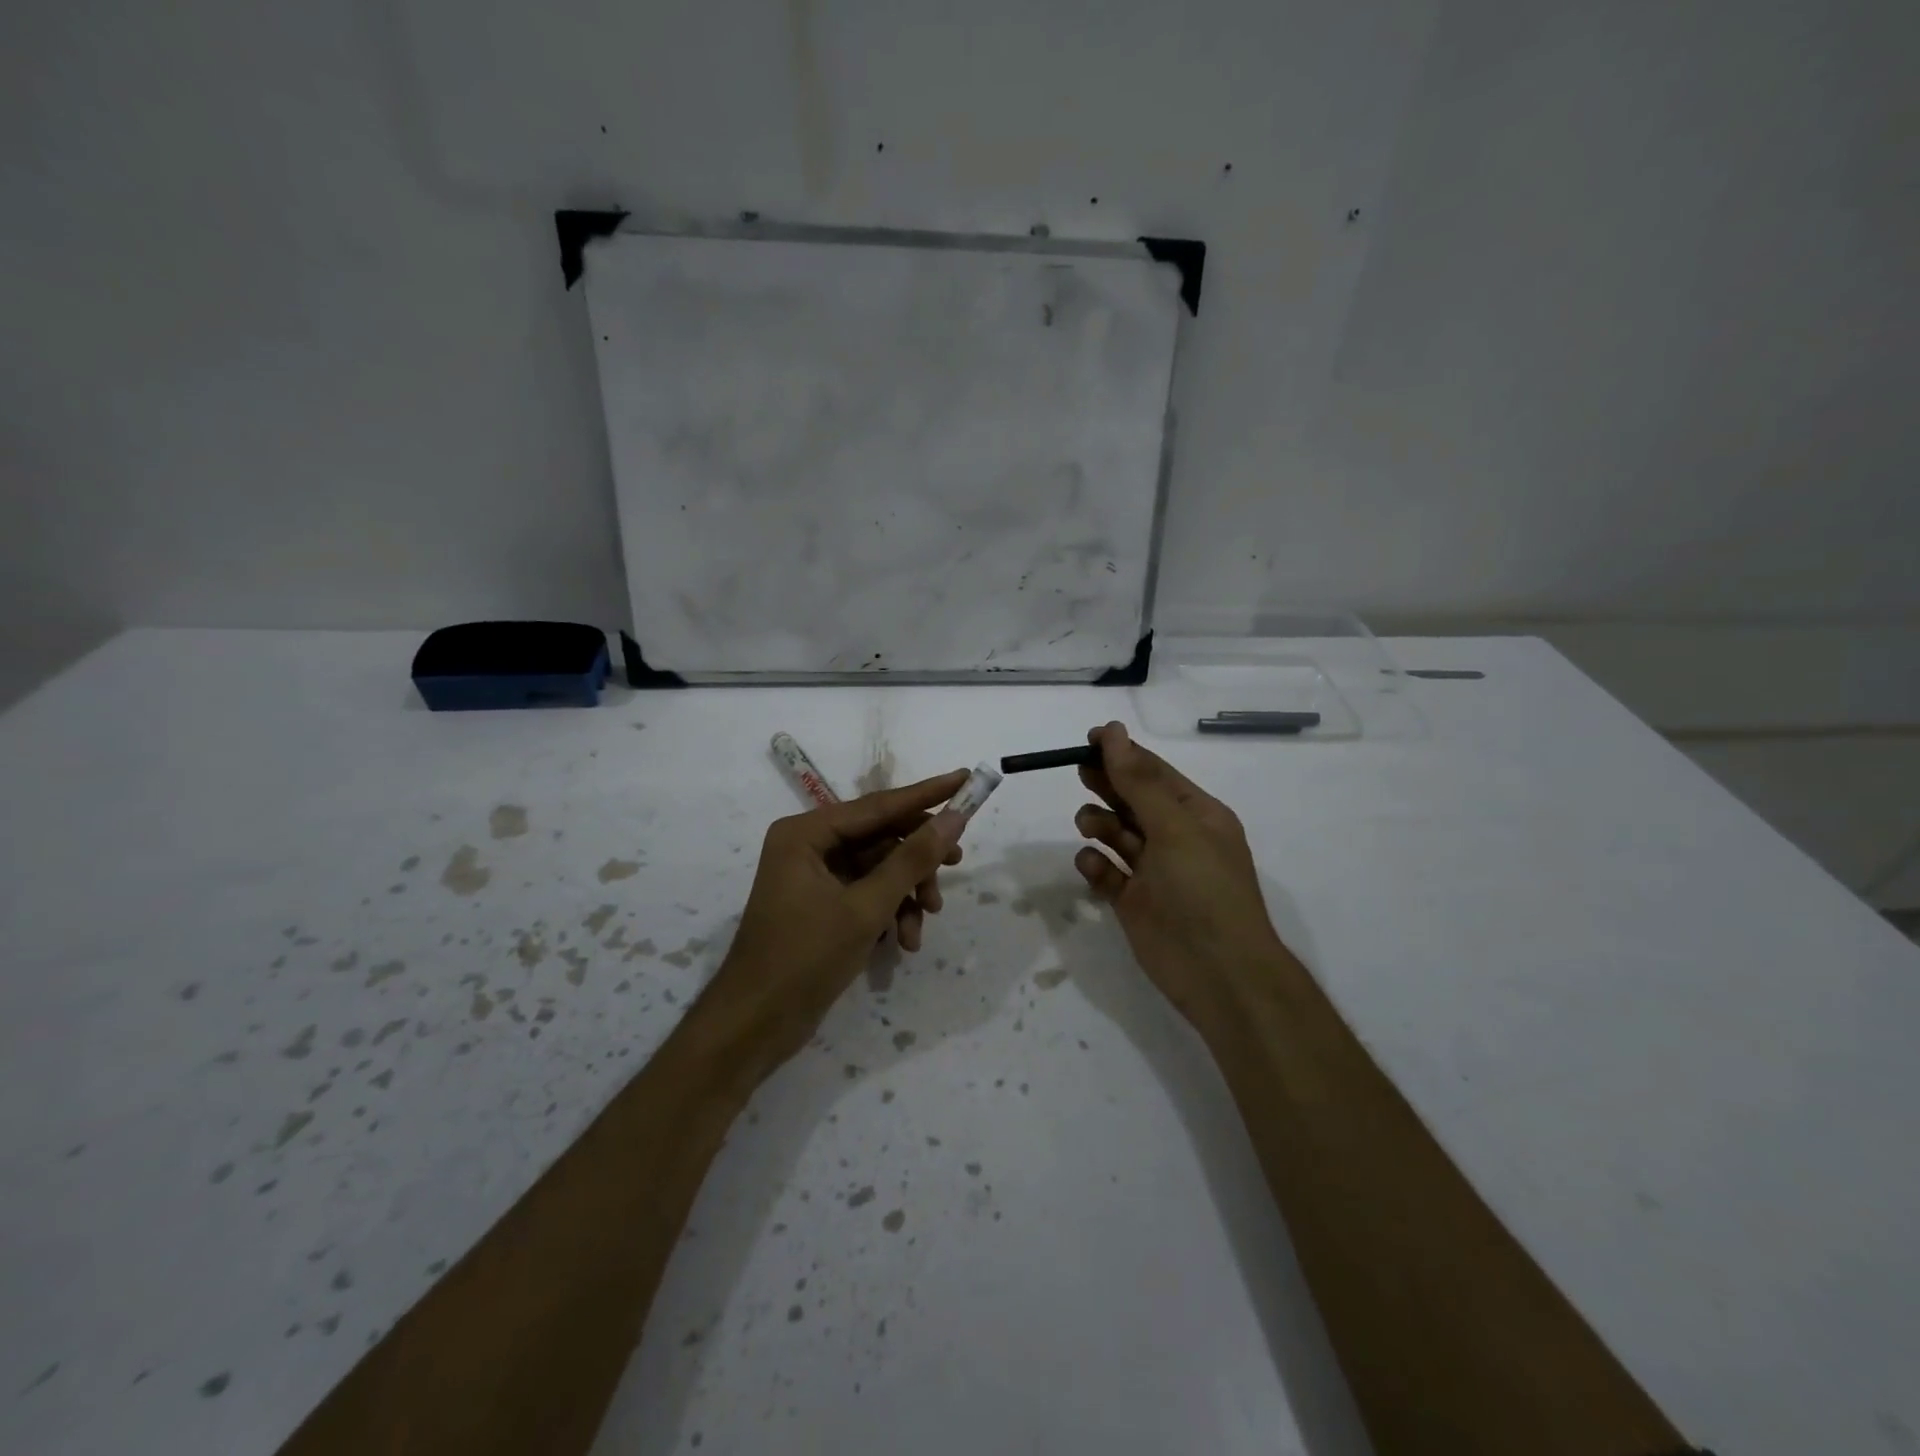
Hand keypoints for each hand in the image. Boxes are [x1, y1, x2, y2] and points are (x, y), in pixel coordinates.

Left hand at [706, 770, 968, 1067]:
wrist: (755, 1026)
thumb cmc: (804, 958)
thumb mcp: (866, 907)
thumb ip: (912, 860)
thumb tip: (954, 818)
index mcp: (806, 833)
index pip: (878, 805)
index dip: (927, 794)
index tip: (966, 779)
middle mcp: (809, 845)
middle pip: (881, 837)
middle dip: (917, 860)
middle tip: (956, 866)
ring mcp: (814, 876)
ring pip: (879, 868)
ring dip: (906, 893)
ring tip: (924, 922)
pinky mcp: (822, 904)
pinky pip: (867, 893)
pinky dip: (890, 912)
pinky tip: (904, 941)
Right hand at [1072, 722, 1288, 1031]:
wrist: (1219, 973)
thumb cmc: (1203, 889)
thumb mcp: (1174, 827)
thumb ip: (1139, 781)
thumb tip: (1113, 732)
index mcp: (1196, 814)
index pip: (1154, 772)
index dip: (1122, 753)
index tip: (1087, 739)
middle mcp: (1174, 838)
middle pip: (1131, 799)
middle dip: (1107, 785)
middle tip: (1080, 773)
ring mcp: (1152, 871)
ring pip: (1115, 833)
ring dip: (1099, 824)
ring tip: (1090, 827)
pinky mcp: (1132, 902)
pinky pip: (1106, 872)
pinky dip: (1096, 865)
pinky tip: (1095, 867)